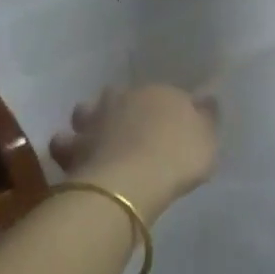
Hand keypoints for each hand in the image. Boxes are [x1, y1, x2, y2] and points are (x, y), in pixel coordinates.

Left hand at [49, 84, 219, 220]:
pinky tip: (77, 157)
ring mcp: (94, 120)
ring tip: (101, 139)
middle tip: (136, 131)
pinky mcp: (72, 146)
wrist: (132, 180)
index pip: (168, 95)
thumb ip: (206, 117)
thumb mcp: (208, 139)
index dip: (171, 111)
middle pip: (124, 96)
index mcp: (161, 93)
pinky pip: (66, 142)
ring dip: (93, 120)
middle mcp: (125, 98)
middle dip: (127, 108)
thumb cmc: (179, 157)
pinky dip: (68, 146)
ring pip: (89, 111)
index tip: (175, 129)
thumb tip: (205, 99)